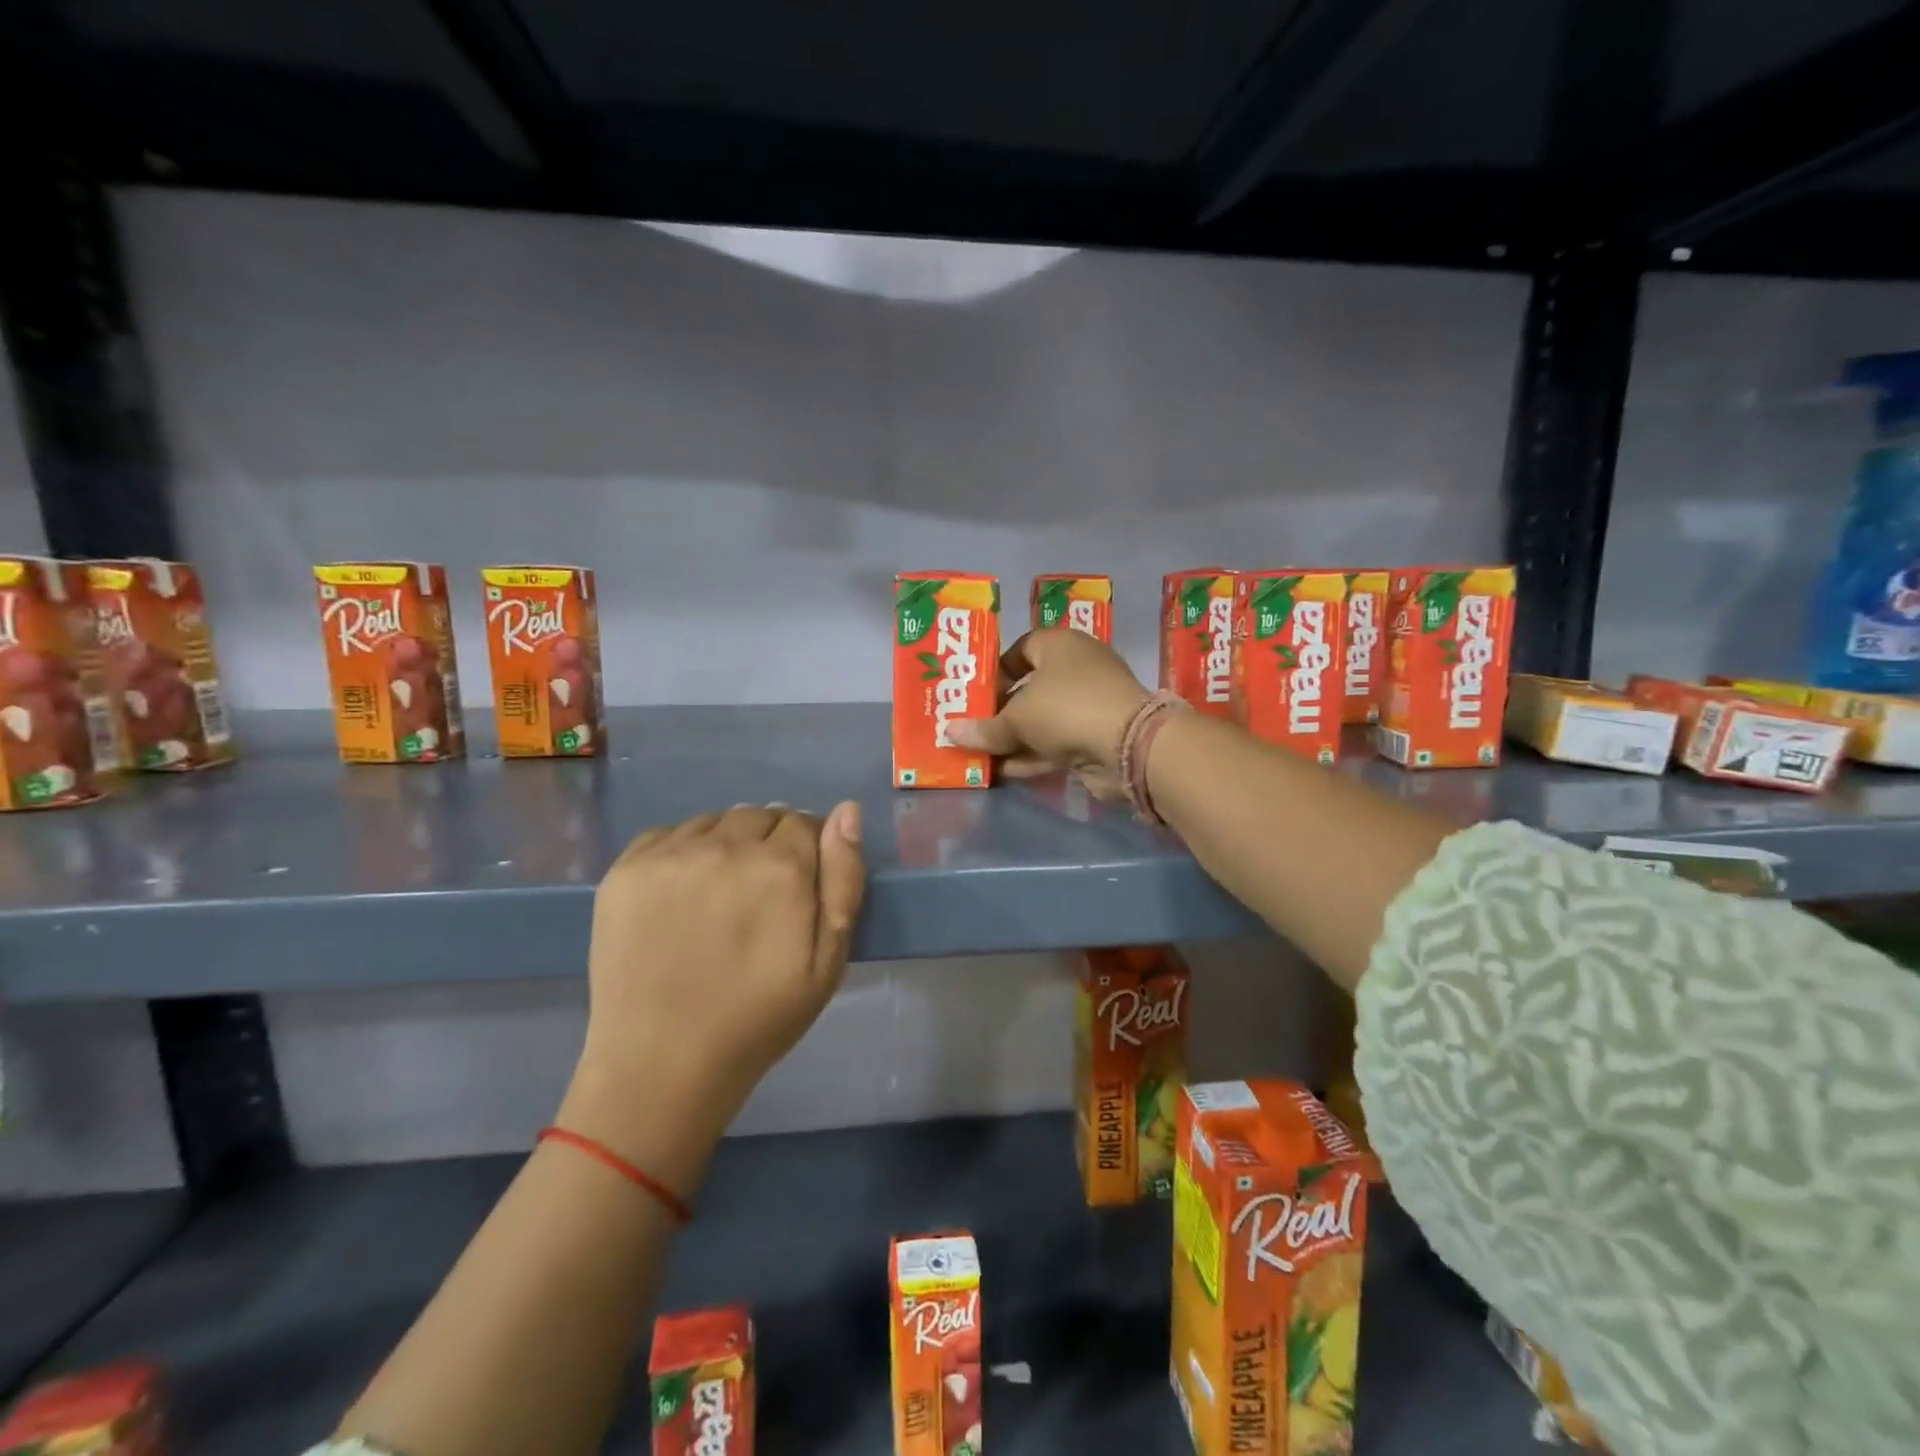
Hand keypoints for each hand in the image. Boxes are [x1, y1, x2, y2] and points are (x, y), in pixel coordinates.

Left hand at [560, 803, 865, 1191]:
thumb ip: (844, 880)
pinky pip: (669, 833)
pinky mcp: (625, 869)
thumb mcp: (827, 963)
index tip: (799, 887)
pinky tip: (682, 893)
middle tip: (760, 895)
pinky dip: (684, 851)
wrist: (661, 1067)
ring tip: (720, 895)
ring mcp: (669, 854)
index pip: (806, 823)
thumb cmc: (758, 1019)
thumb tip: (848, 810)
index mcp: (780, 867)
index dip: (808, 851)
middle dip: (770, 843)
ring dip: (727, 843)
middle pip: (761, 815)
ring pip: (716, 820)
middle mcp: (725, 846)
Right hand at [948, 628, 1148, 798]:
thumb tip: (949, 732)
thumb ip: (984, 727)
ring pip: (1042, 719)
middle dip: (1000, 709)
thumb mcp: (1016, 718)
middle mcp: (1077, 668)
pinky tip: (1002, 770)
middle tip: (970, 725)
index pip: (1021, 647)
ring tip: (978, 752)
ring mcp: (1089, 704)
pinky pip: (1055, 742)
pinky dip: (1032, 754)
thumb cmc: (1065, 708)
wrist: (1128, 745)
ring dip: (1013, 737)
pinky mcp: (1096, 736)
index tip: (974, 691)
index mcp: (1059, 645)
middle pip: (1030, 686)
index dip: (996, 668)